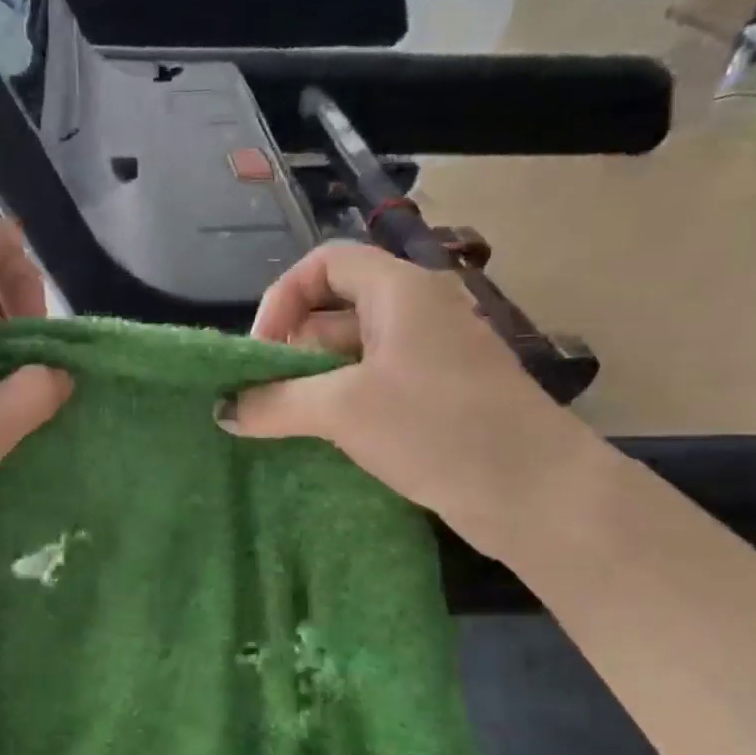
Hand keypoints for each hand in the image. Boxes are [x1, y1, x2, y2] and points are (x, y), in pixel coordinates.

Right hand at [225, 242, 592, 560]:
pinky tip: (320, 440)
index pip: (325, 264)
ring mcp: (431, 357)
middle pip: (335, 310)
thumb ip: (275, 404)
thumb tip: (223, 409)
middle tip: (263, 397)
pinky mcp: (438, 398)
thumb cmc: (435, 428)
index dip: (283, 299)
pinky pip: (375, 386)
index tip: (261, 352)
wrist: (532, 491)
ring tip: (282, 424)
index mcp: (400, 291)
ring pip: (354, 354)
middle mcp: (417, 313)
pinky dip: (342, 405)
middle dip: (292, 350)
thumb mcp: (342, 410)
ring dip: (313, 384)